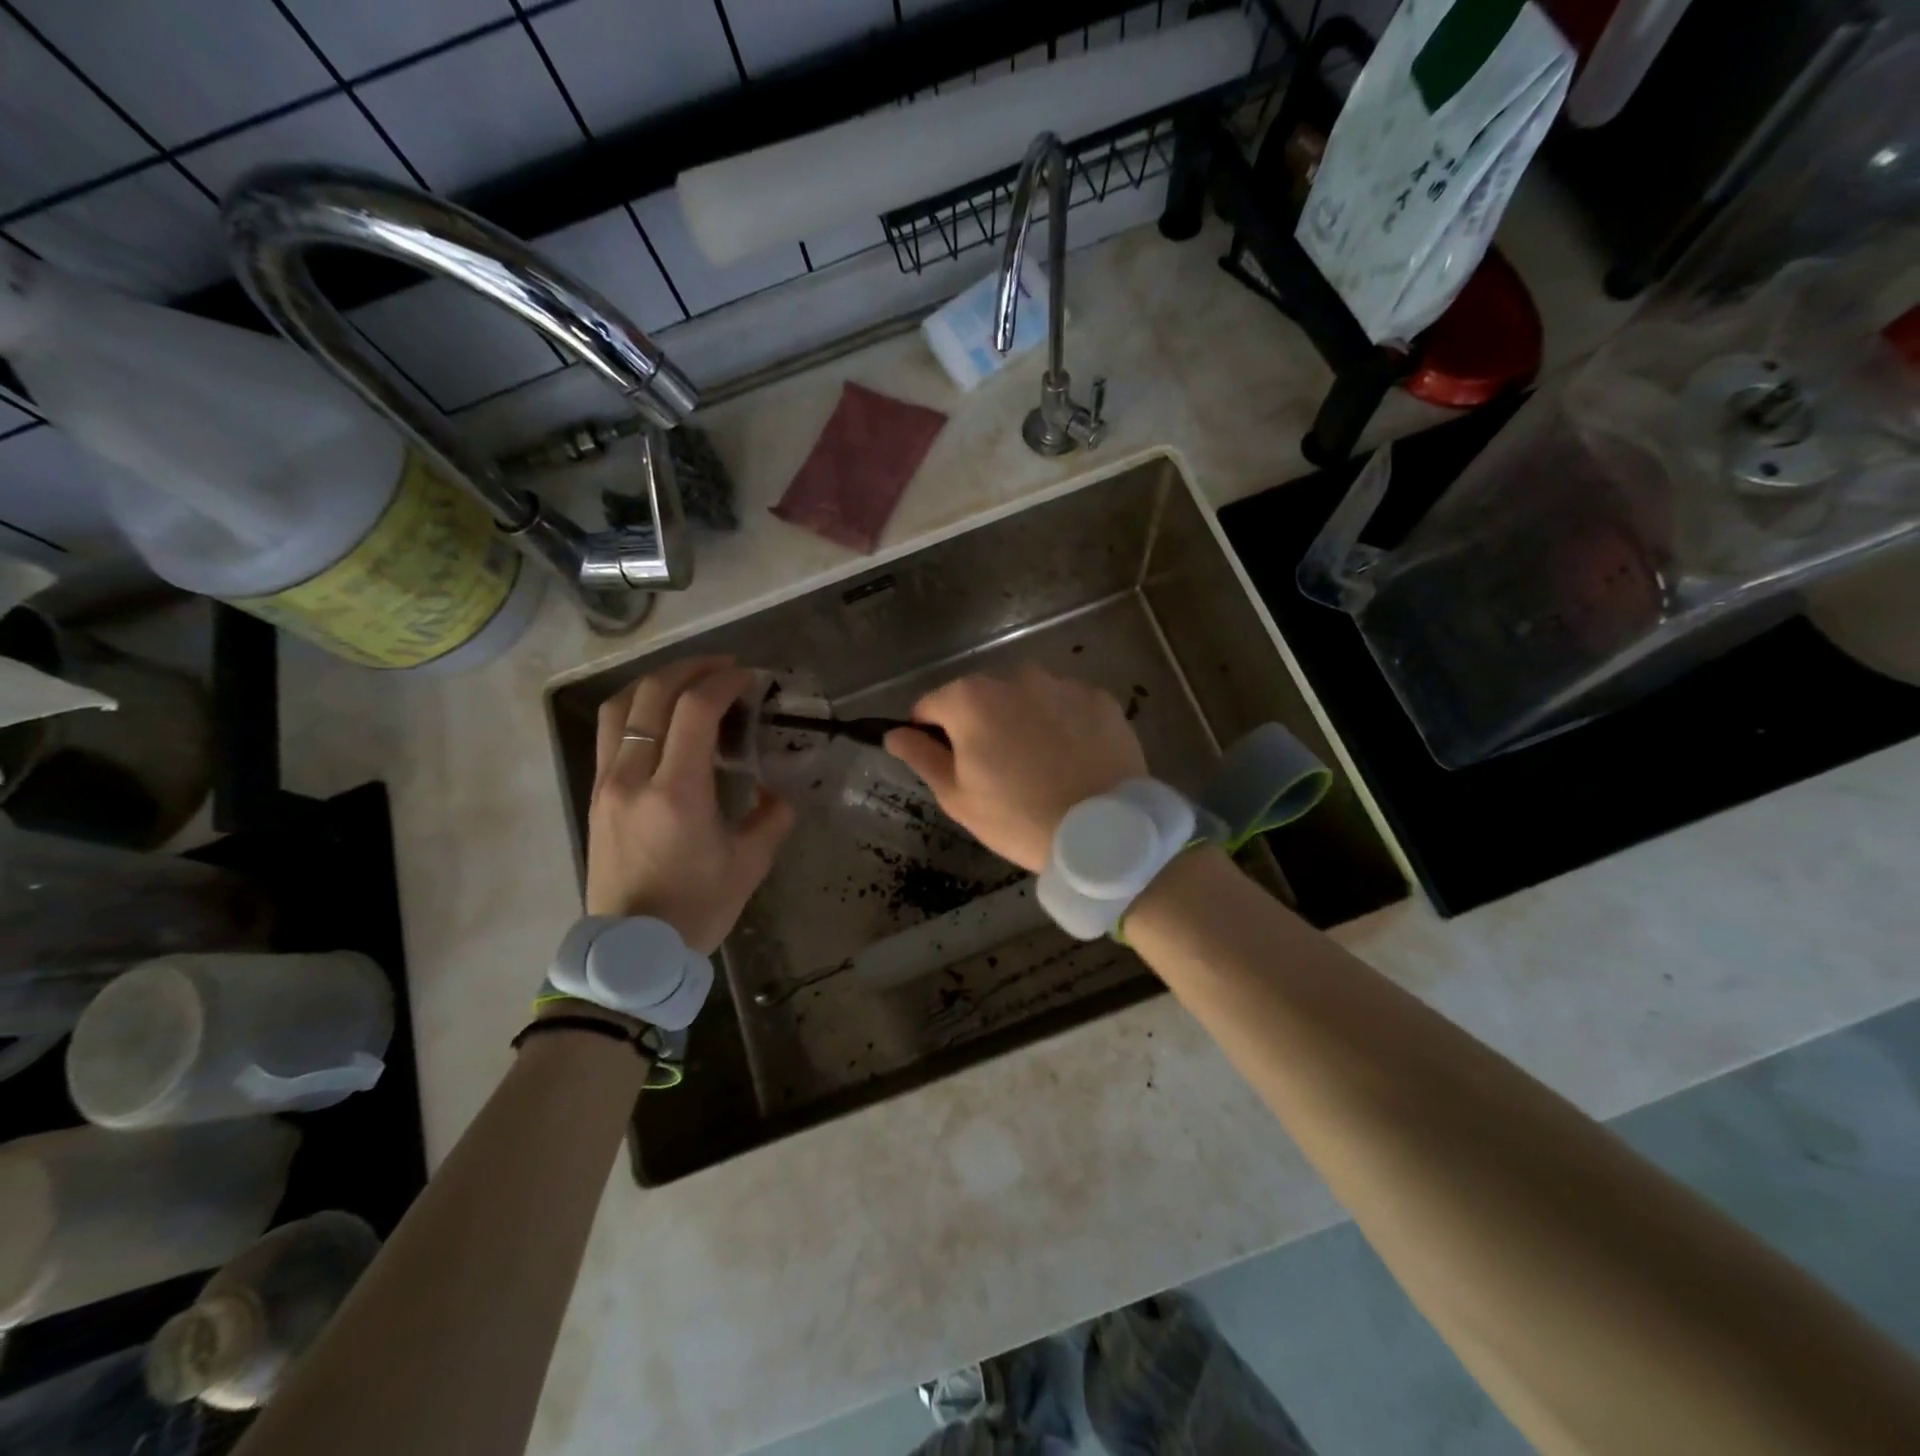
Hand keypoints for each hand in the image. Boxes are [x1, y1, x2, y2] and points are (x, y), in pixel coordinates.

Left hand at [585, 657, 794, 953]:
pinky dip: (637, 708)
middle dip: (692, 669)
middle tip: (724, 667)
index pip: (695, 711)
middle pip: (653, 696)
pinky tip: (660, 715)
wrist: (632, 951)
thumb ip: (772, 816)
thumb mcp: (750, 863)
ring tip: (688, 680)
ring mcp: (607, 784)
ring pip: (621, 707)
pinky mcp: (596, 795)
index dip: (724, 682)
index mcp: (677, 793)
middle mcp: (634, 777)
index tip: (749, 677)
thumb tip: (776, 787)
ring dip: (656, 682)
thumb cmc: (697, 908)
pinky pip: (610, 732)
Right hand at [884, 663, 1146, 872]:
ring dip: (1022, 719)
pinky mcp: (1099, 698)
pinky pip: (1066, 705)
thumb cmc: (1019, 819)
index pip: (930, 705)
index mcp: (970, 700)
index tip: (946, 763)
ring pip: (1026, 697)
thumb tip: (894, 733)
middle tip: (997, 770)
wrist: (1104, 834)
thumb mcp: (958, 797)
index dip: (929, 734)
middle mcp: (1014, 677)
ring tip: (1040, 764)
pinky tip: (1072, 758)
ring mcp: (1061, 684)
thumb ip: (922, 757)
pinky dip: (1063, 724)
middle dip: (980, 724)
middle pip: (980, 696)